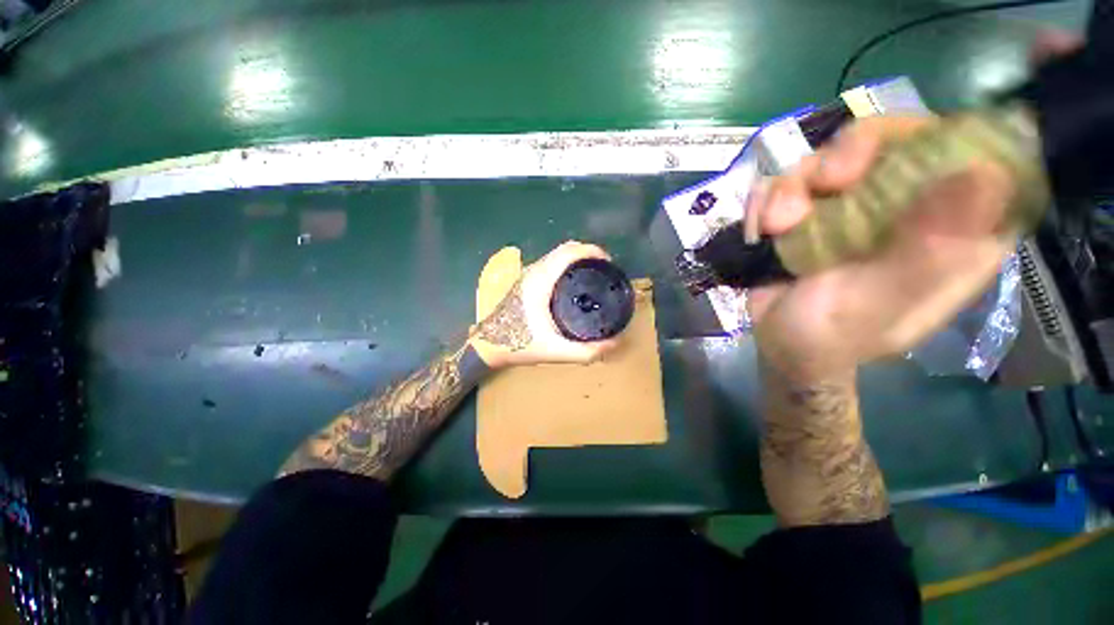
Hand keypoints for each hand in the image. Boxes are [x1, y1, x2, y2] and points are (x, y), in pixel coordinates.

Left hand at [471, 241, 620, 368]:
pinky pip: (550, 263)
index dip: (591, 251)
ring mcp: (527, 274)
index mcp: (540, 281)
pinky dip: (565, 264)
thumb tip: (614, 344)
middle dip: (587, 254)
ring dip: (575, 258)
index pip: (568, 252)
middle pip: (564, 249)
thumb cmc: (518, 345)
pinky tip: (573, 281)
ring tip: (592, 274)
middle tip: (604, 271)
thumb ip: (586, 351)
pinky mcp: (525, 280)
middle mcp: (534, 271)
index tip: (608, 263)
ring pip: (556, 255)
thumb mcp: (555, 351)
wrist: (487, 345)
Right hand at [746, 116, 1016, 382]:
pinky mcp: (809, 210)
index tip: (897, 153)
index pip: (971, 150)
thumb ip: (927, 250)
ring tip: (777, 226)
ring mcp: (854, 204)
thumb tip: (986, 172)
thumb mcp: (882, 301)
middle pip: (893, 139)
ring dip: (794, 188)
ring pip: (830, 155)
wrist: (778, 345)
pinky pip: (785, 181)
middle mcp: (907, 205)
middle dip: (851, 153)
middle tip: (825, 182)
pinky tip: (763, 230)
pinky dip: (766, 201)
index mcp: (953, 227)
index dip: (937, 135)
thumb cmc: (835, 336)